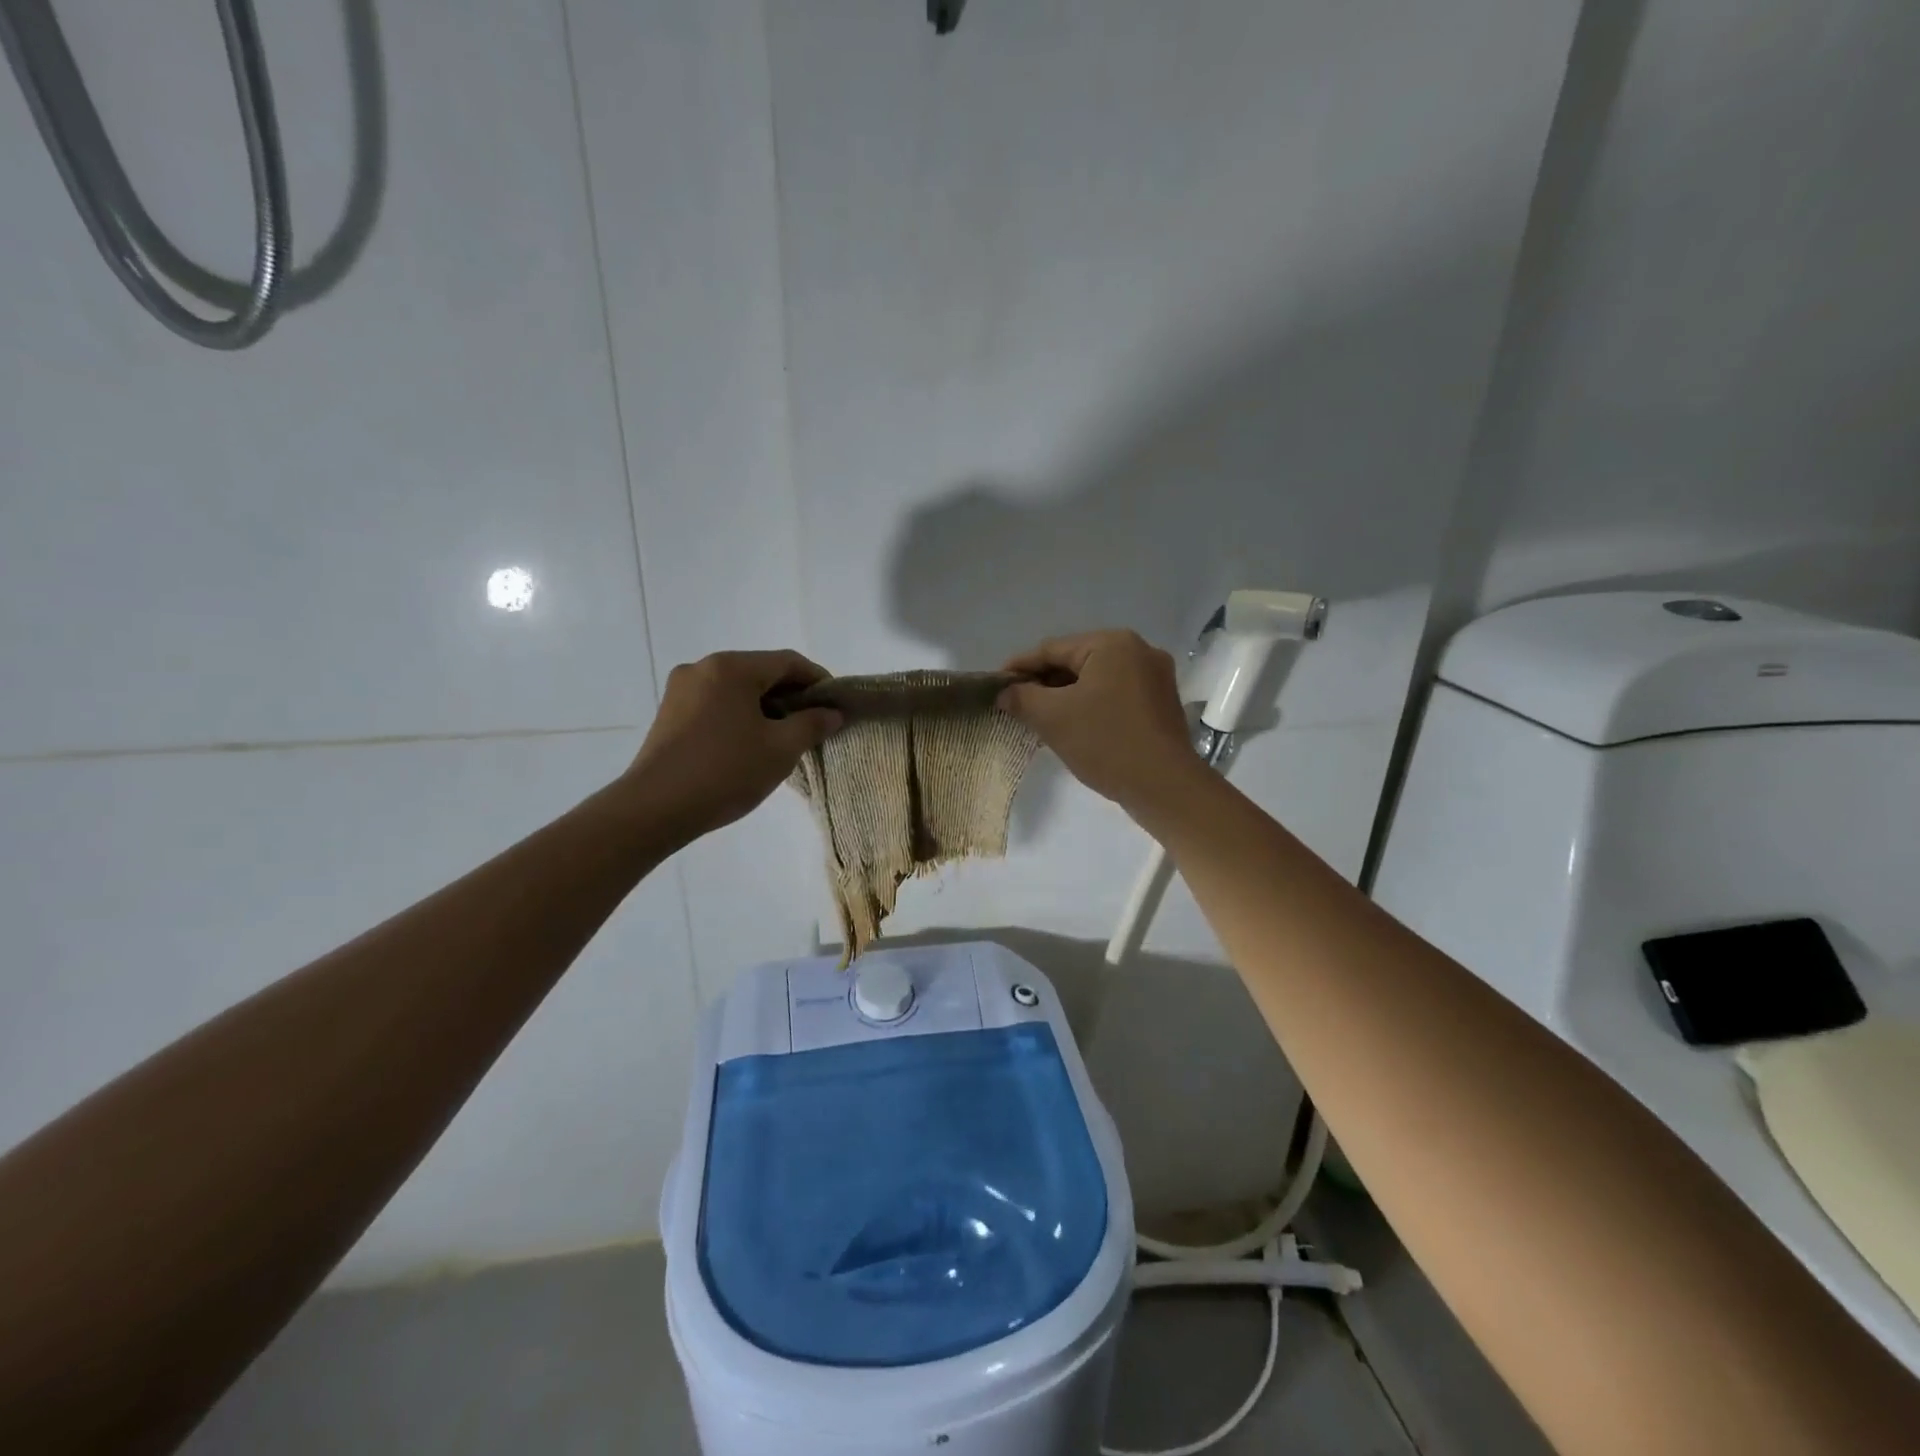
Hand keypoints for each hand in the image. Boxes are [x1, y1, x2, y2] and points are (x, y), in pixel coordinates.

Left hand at [622, 650, 841, 842]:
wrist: (655, 808)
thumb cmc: (726, 771)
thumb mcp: (781, 749)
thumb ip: (812, 724)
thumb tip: (831, 712)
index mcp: (731, 667)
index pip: (788, 662)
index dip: (818, 680)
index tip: (836, 705)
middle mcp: (703, 667)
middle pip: (761, 672)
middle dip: (792, 695)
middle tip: (815, 724)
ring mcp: (681, 690)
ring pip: (738, 689)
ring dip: (766, 707)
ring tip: (786, 737)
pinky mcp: (670, 713)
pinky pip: (717, 704)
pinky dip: (741, 716)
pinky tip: (752, 743)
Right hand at [997, 630, 1200, 811]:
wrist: (1165, 787)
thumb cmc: (1106, 742)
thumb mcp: (1053, 718)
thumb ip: (1022, 698)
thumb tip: (1004, 692)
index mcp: (1112, 644)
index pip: (1052, 649)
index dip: (1019, 667)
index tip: (995, 685)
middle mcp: (1138, 650)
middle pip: (1076, 661)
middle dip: (1044, 683)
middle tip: (1015, 704)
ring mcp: (1155, 677)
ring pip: (1096, 680)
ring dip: (1066, 696)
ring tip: (1039, 717)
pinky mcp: (1160, 703)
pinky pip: (1115, 695)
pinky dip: (1090, 705)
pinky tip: (1074, 725)